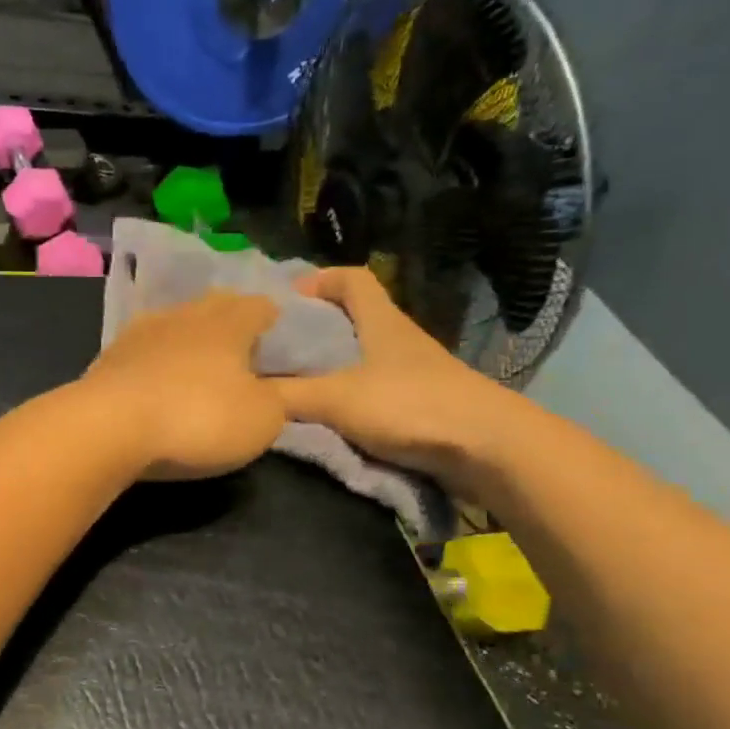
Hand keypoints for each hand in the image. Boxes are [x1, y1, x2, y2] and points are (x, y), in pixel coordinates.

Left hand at [82, 291, 285, 480]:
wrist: (108, 427)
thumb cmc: (197, 418)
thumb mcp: (261, 419)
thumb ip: (280, 400)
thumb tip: (280, 387)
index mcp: (229, 322)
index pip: (261, 305)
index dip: (276, 320)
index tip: (283, 340)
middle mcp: (185, 314)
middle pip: (216, 307)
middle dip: (232, 324)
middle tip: (243, 351)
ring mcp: (142, 332)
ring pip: (177, 324)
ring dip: (190, 340)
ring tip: (199, 364)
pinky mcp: (110, 356)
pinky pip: (145, 350)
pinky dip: (157, 361)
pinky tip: (157, 379)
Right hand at [271, 268, 514, 479]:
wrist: (487, 449)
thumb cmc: (411, 406)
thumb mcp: (337, 398)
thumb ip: (286, 396)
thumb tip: (242, 396)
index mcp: (381, 321)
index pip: (350, 279)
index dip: (317, 281)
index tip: (282, 301)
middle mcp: (396, 340)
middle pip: (350, 320)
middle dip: (312, 330)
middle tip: (272, 350)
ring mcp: (410, 374)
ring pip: (359, 359)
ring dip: (327, 369)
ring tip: (289, 387)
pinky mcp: (417, 406)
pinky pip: (370, 392)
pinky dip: (344, 400)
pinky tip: (323, 419)